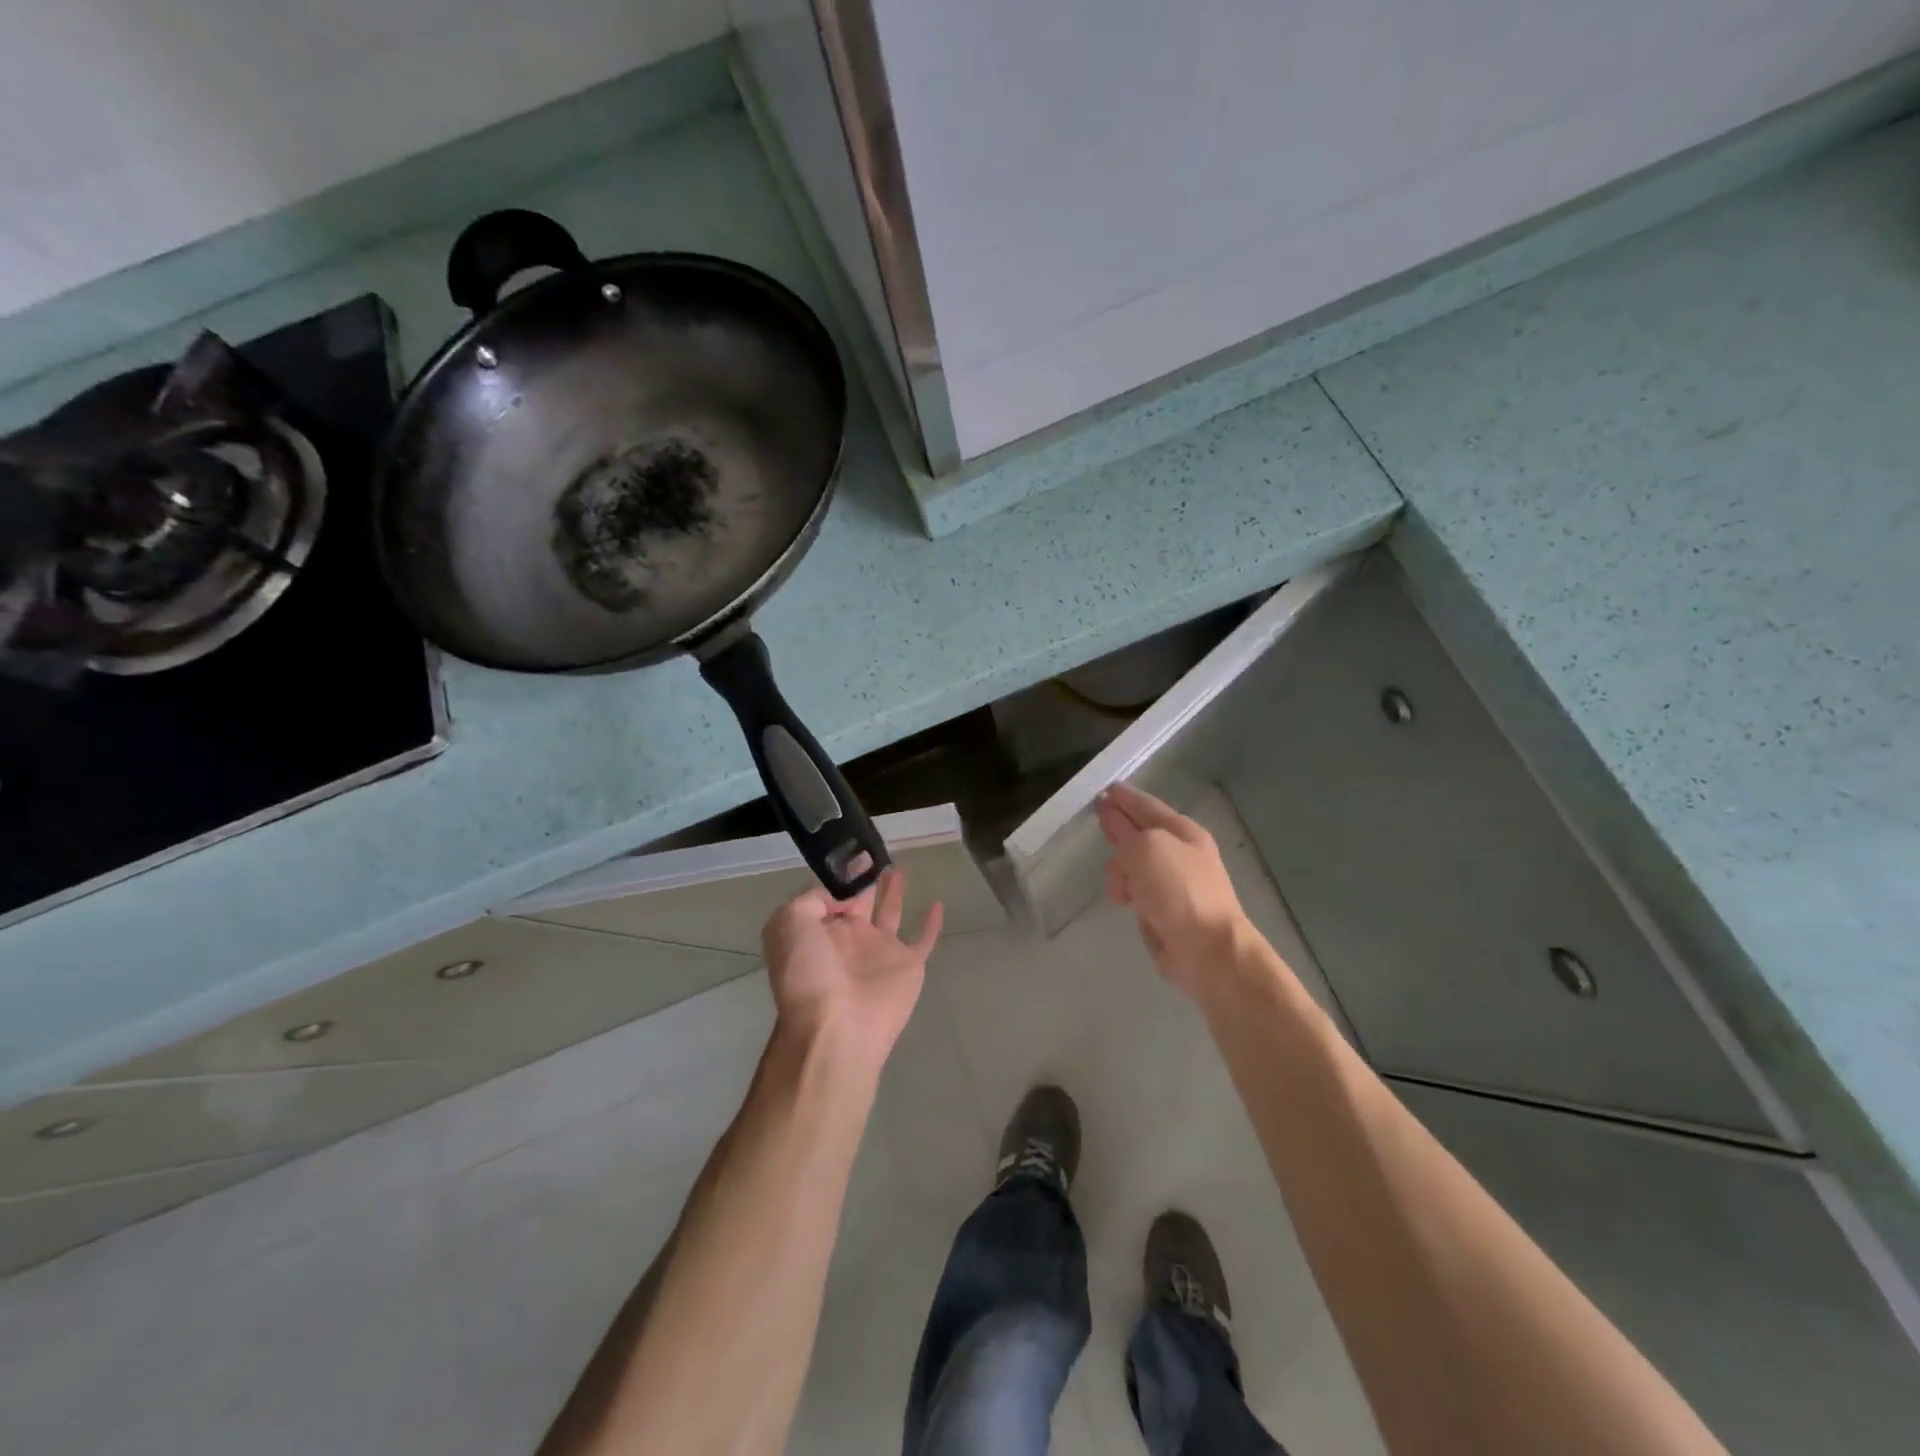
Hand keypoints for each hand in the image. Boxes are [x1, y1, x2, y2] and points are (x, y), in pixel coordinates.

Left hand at [761, 868, 943, 1073]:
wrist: (838, 1026)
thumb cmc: (809, 973)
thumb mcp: (790, 923)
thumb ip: (811, 898)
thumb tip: (840, 895)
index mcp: (817, 930)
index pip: (826, 895)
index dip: (837, 875)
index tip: (851, 851)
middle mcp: (848, 938)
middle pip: (858, 900)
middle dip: (864, 878)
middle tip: (875, 850)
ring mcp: (879, 951)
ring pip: (888, 912)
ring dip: (892, 891)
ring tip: (896, 866)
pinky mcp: (908, 964)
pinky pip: (923, 938)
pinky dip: (931, 923)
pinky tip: (937, 902)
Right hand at [1096, 782, 1250, 996]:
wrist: (1208, 950)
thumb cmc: (1179, 891)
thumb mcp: (1146, 849)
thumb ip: (1125, 831)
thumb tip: (1112, 819)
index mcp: (1183, 831)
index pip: (1147, 805)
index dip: (1124, 797)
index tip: (1103, 790)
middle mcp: (1181, 853)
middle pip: (1141, 833)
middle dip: (1120, 828)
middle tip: (1097, 820)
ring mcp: (1175, 883)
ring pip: (1135, 865)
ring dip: (1120, 869)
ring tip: (1116, 883)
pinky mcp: (1166, 911)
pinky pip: (1138, 891)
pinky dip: (1128, 893)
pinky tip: (1124, 902)